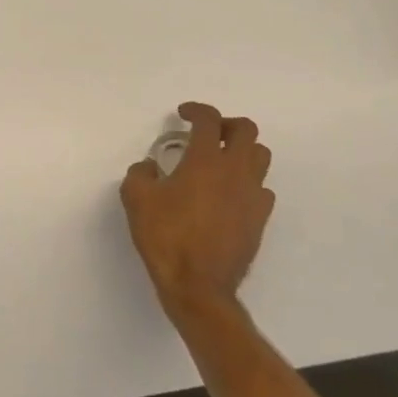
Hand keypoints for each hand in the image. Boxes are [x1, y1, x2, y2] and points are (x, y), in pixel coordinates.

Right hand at [121, 103, 273, 322]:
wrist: (198, 286)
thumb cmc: (166, 237)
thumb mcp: (136, 199)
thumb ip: (140, 173)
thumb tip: (151, 167)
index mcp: (205, 160)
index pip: (208, 119)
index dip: (196, 110)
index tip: (183, 114)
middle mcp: (235, 171)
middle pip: (246, 130)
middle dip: (226, 124)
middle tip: (206, 133)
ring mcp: (252, 195)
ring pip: (260, 156)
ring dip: (242, 150)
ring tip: (220, 161)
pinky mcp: (259, 219)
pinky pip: (261, 188)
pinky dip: (248, 182)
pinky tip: (229, 194)